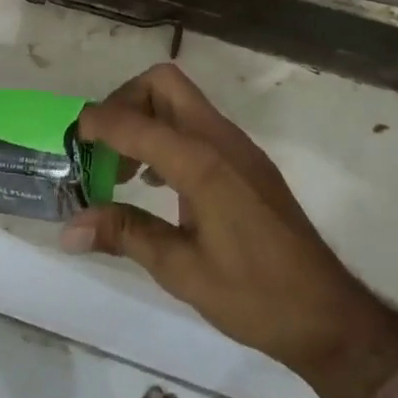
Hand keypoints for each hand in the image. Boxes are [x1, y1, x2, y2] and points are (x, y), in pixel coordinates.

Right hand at [63, 63, 397, 379]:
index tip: (70, 139)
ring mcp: (239, 147)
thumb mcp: (181, 271)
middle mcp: (222, 140)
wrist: (328, 314)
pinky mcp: (247, 161)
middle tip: (102, 148)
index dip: (98, 123)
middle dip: (124, 102)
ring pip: (182, 100)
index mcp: (203, 163)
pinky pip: (198, 124)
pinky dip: (167, 134)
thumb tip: (69, 227)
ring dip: (145, 118)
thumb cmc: (254, 296)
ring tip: (122, 170)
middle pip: (164, 84)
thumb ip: (125, 234)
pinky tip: (157, 181)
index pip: (137, 123)